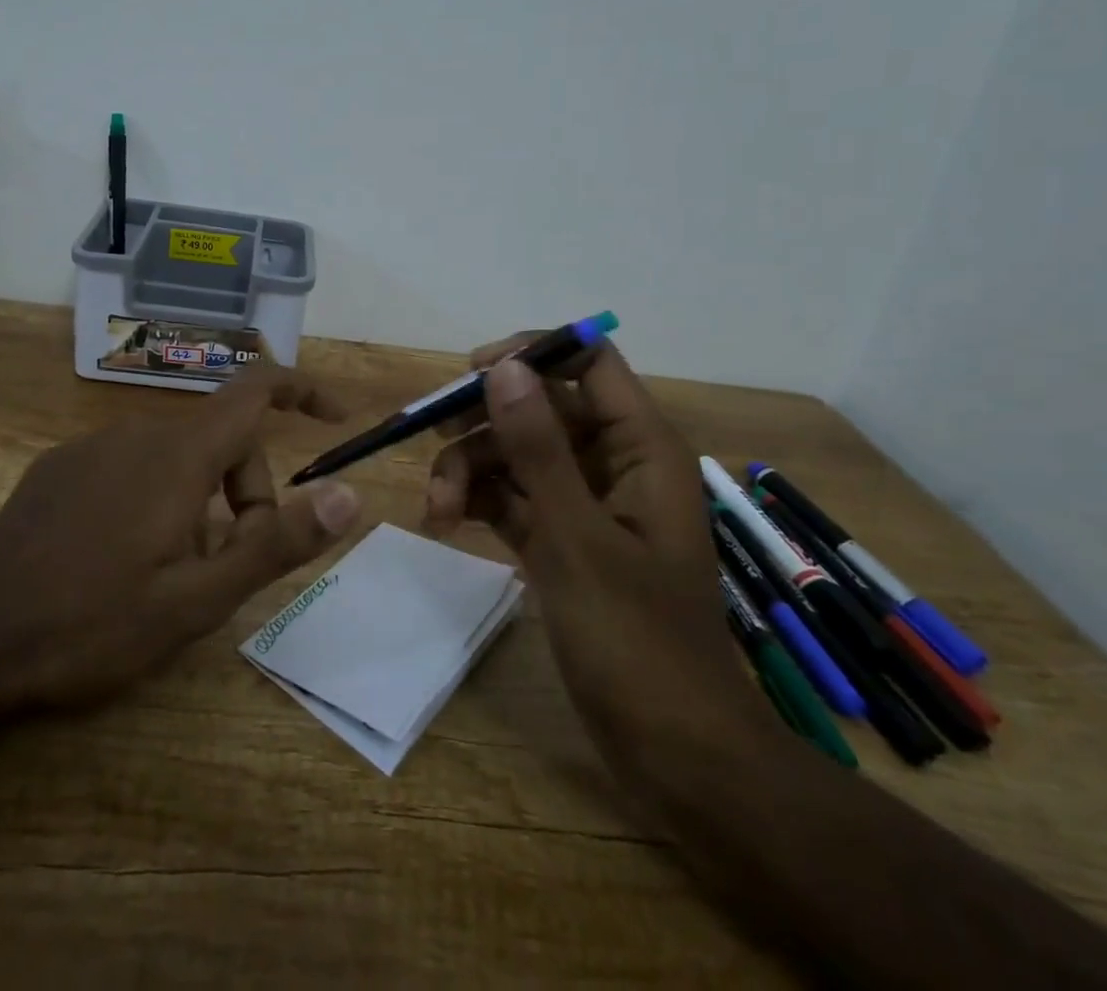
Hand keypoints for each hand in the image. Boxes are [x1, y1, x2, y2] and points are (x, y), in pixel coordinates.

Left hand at [0, 363, 363, 712]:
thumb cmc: (96, 622)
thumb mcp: (200, 598)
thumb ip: (278, 541)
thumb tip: (350, 495)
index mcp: (179, 454)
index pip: (257, 389)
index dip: (303, 391)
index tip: (334, 418)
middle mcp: (139, 431)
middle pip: (221, 440)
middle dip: (245, 493)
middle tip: (227, 567)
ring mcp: (94, 445)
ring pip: (177, 456)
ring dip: (199, 503)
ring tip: (172, 573)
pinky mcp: (62, 465)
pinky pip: (132, 464)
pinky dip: (155, 497)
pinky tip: (122, 557)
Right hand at [425, 337, 768, 754]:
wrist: (674, 753)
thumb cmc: (637, 641)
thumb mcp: (577, 537)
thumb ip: (538, 448)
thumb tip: (503, 367)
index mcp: (639, 446)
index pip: (589, 361)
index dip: (532, 354)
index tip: (473, 375)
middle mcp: (612, 462)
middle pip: (539, 405)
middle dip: (484, 420)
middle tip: (433, 438)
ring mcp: (583, 502)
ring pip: (516, 452)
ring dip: (470, 468)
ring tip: (436, 509)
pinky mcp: (559, 538)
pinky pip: (510, 496)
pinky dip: (476, 500)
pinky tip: (444, 521)